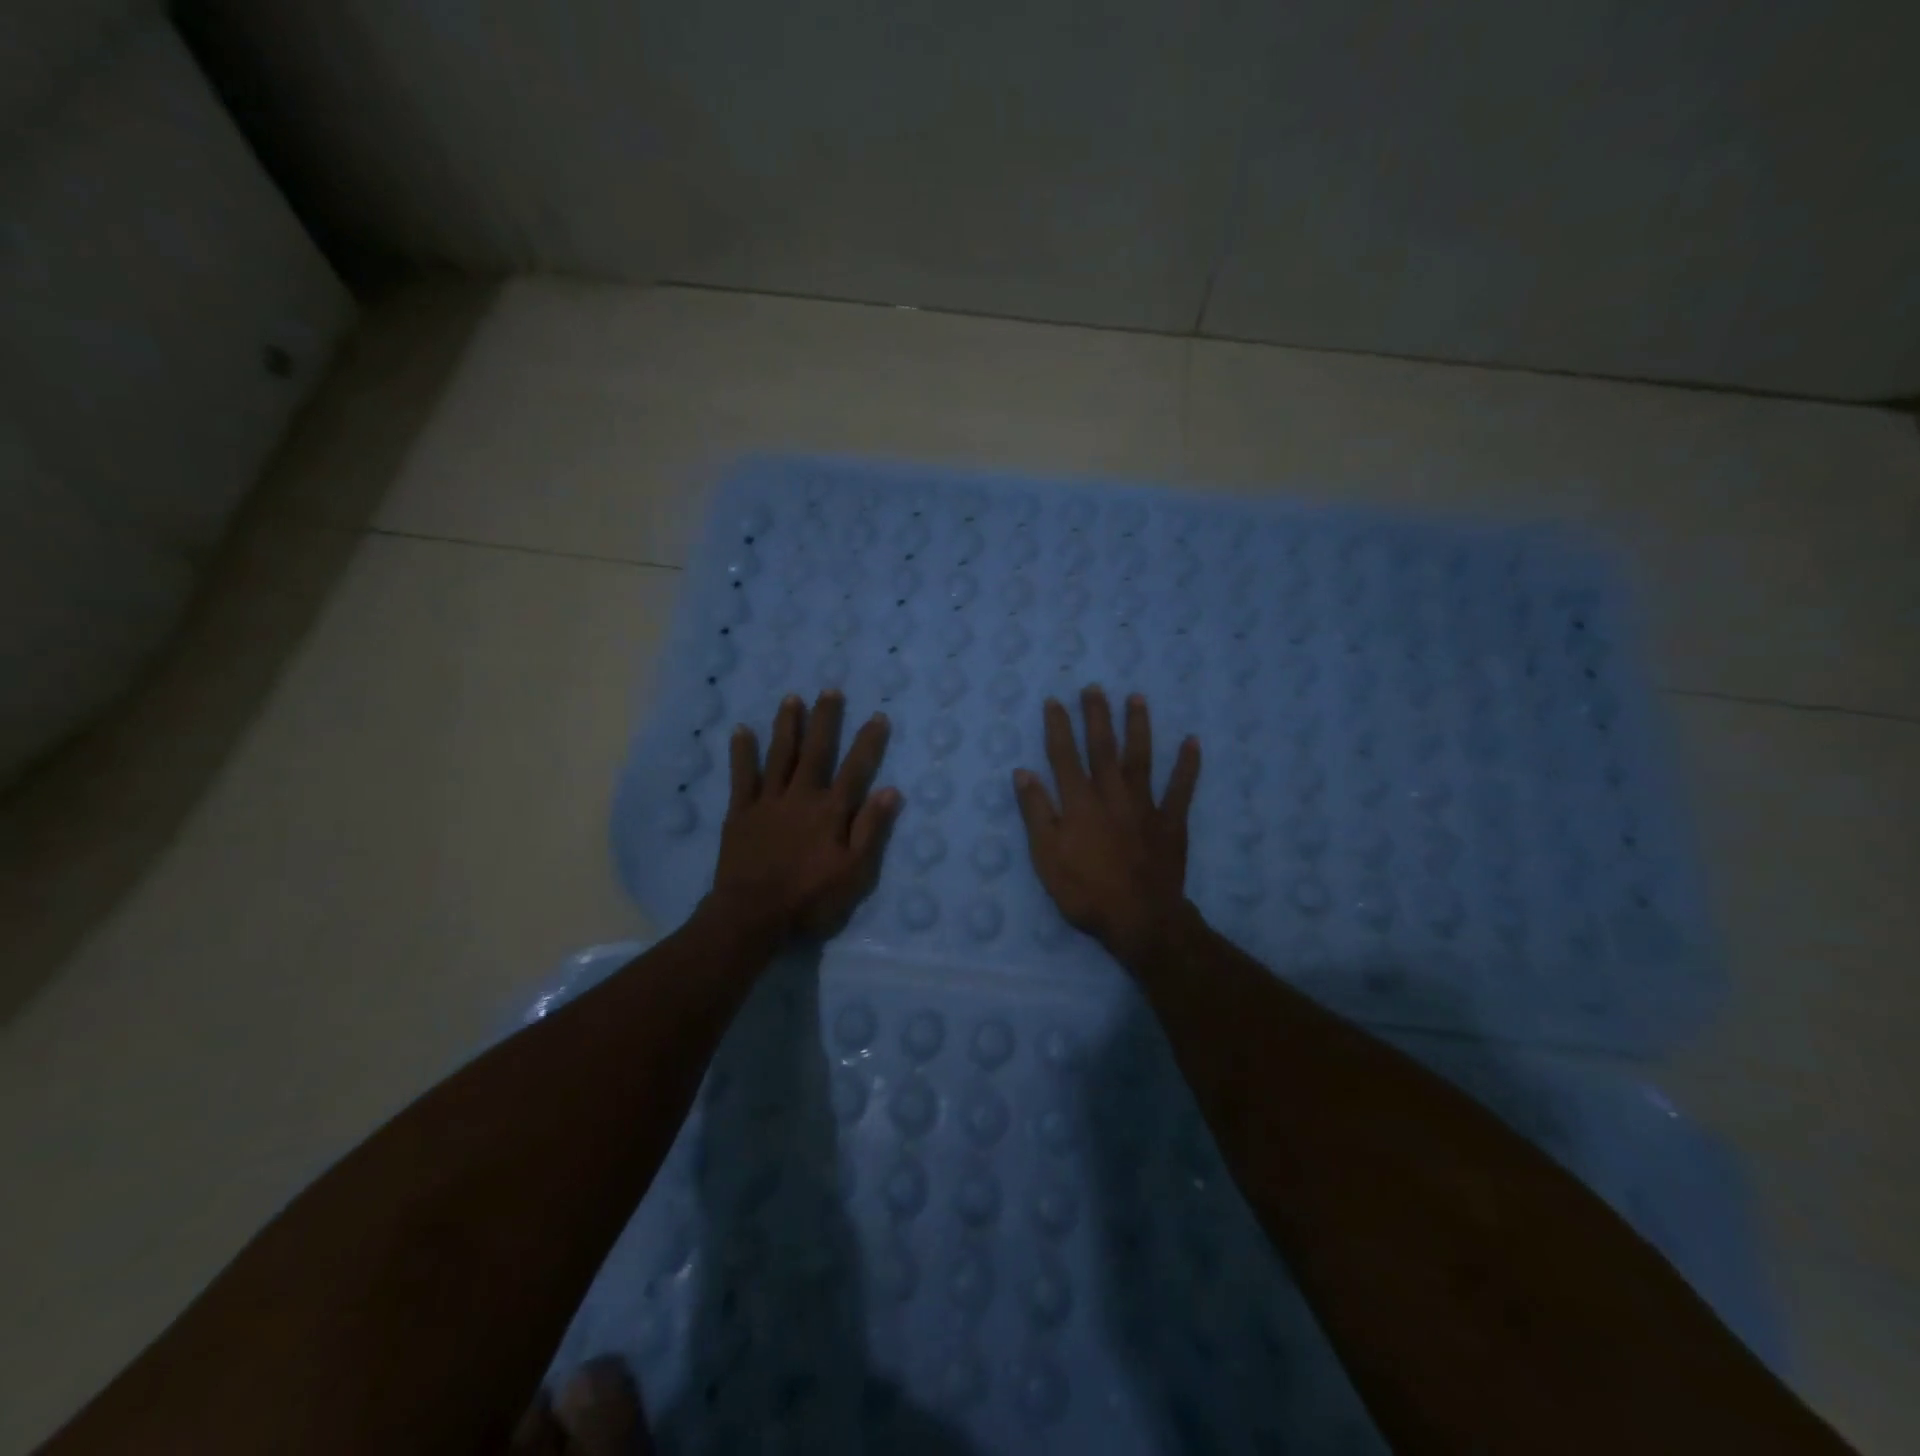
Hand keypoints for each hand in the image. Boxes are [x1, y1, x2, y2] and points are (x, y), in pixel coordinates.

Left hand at [708, 690, 901, 939]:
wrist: (752, 915)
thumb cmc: (809, 898)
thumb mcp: (854, 873)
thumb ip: (871, 830)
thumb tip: (891, 791)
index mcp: (831, 811)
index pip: (856, 769)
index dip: (868, 742)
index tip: (878, 716)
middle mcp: (801, 796)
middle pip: (816, 751)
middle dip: (825, 720)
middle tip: (830, 690)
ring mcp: (767, 801)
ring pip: (780, 755)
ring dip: (787, 725)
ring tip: (792, 698)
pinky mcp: (740, 812)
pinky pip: (742, 776)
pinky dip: (742, 752)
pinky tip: (742, 730)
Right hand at [1013, 685, 1200, 969]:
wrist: (1139, 918)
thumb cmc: (1085, 891)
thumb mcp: (1046, 856)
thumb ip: (1036, 812)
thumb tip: (1023, 772)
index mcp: (1078, 802)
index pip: (1063, 755)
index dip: (1058, 727)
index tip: (1055, 701)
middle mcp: (1111, 794)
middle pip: (1102, 747)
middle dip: (1096, 715)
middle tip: (1094, 688)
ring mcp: (1144, 805)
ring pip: (1140, 758)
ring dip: (1138, 726)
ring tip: (1136, 698)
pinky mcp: (1170, 821)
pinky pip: (1181, 788)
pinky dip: (1188, 765)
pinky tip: (1192, 741)